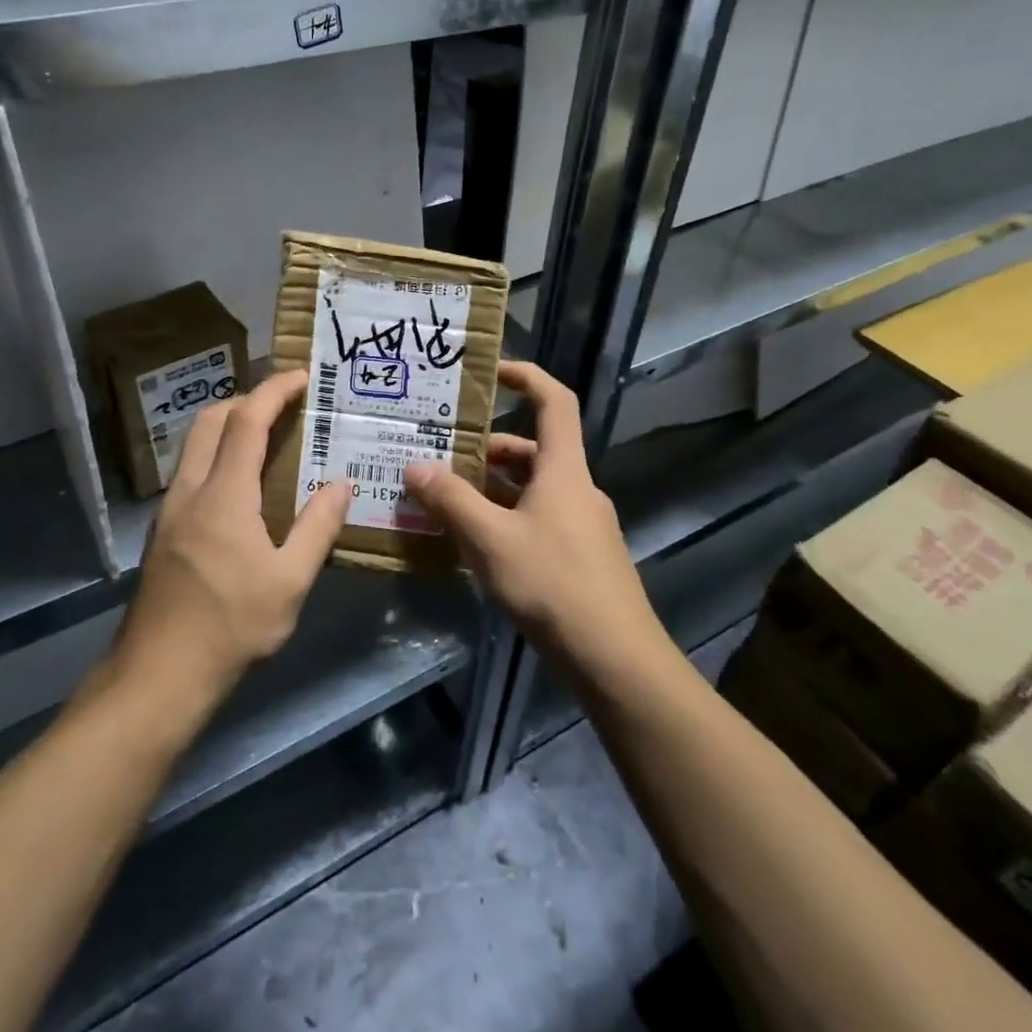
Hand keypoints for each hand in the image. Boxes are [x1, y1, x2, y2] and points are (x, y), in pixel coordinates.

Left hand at [112, 369, 352, 701]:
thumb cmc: (230, 628)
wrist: (157, 676)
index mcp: (223, 495)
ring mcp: (170, 510)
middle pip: (211, 420)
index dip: (274, 390)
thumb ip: (318, 527)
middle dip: (247, 399)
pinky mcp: (163, 531)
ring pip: (195, 444)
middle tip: (285, 404)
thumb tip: (341, 484)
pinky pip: (191, 471)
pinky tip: (242, 486)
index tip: (302, 376)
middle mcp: (190, 490)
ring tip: (268, 438)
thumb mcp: (290, 582)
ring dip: (229, 426)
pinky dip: (218, 455)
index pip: (246, 420)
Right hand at [405, 362, 659, 670]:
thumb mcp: (491, 541)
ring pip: (530, 489)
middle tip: (441, 453)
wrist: (616, 659)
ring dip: (491, 488)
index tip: (491, 371)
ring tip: (445, 498)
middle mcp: (575, 488)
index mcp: (563, 470)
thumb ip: (452, 502)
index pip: (554, 401)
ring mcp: (580, 524)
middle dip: (487, 448)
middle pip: (532, 449)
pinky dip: (504, 519)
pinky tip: (472, 543)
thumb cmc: (554, 585)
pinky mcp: (579, 556)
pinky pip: (536, 520)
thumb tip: (415, 467)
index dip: (527, 376)